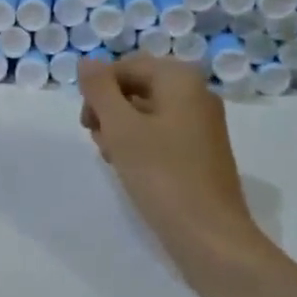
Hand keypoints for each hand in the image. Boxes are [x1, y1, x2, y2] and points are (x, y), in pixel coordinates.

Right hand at [78, 55, 265, 282]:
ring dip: (121, 129)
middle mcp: (196, 93)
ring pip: (145, 112)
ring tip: (113, 158)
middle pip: (136, 86)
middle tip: (99, 141)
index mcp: (180, 79)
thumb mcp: (121, 127)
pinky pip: (161, 133)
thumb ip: (99, 89)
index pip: (125, 67)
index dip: (98, 90)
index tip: (87, 123)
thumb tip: (87, 61)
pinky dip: (140, 144)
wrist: (209, 235)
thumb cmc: (162, 175)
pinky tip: (130, 168)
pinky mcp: (200, 151)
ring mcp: (201, 123)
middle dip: (110, 110)